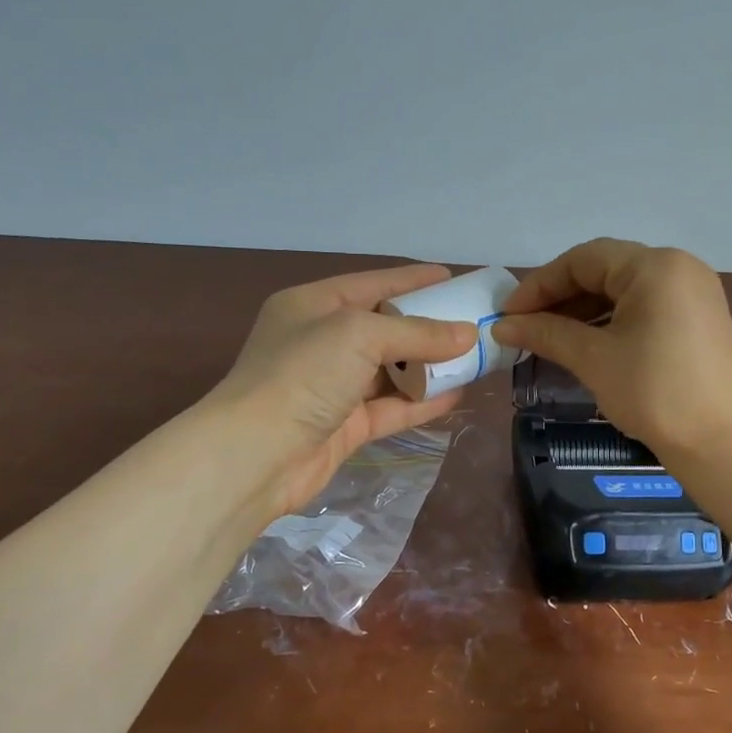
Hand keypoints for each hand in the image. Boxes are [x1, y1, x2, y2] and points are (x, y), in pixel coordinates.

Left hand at [208, 263, 476, 515]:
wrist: (257, 454)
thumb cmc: (303, 375)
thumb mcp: (359, 335)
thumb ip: (416, 332)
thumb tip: (468, 335)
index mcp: (313, 305)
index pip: (373, 285)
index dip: (414, 281)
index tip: (453, 278)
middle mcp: (321, 342)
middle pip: (385, 328)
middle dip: (428, 326)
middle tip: (473, 322)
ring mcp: (333, 387)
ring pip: (391, 370)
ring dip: (430, 366)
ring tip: (474, 358)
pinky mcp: (344, 426)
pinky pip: (391, 407)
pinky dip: (422, 402)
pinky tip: (456, 394)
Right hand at [491, 239, 731, 462]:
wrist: (720, 443)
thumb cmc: (654, 393)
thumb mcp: (594, 359)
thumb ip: (546, 334)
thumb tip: (501, 326)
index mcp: (655, 266)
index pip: (584, 260)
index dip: (540, 285)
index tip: (508, 314)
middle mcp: (679, 267)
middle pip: (605, 270)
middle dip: (560, 297)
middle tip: (524, 326)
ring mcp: (694, 293)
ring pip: (625, 290)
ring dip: (583, 310)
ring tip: (548, 337)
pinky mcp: (699, 320)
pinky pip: (645, 307)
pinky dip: (611, 321)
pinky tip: (585, 343)